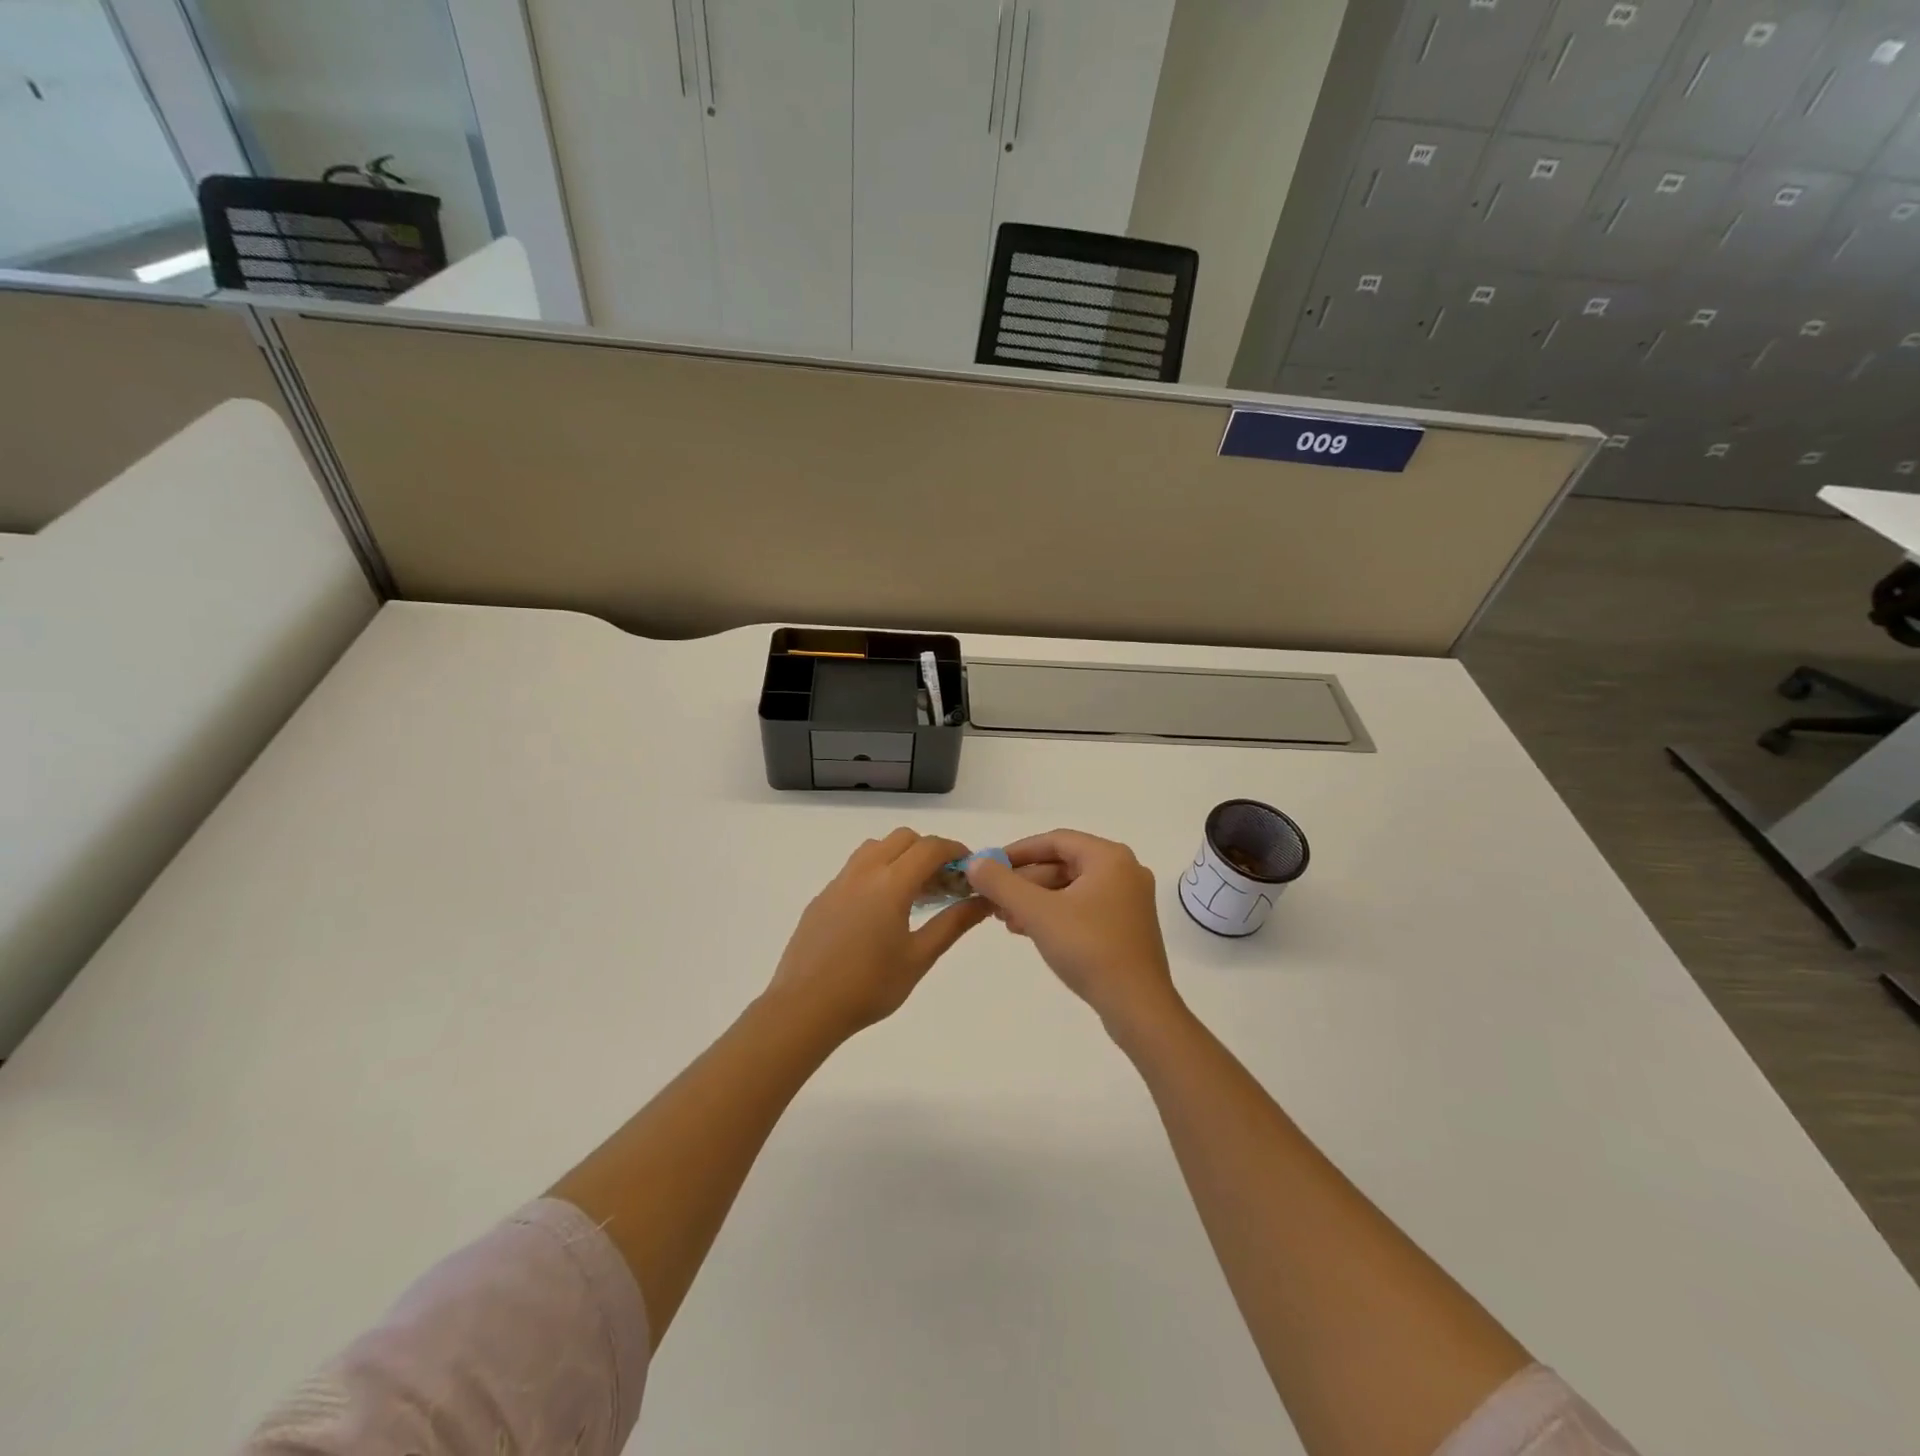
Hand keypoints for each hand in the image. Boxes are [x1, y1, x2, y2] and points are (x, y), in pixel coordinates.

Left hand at [766, 828, 989, 1040]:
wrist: (804, 1007)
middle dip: (929, 851)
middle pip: (903, 839)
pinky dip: (877, 871)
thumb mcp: (919, 957)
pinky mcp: (822, 897)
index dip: (955, 851)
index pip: (930, 848)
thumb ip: (954, 923)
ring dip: (900, 856)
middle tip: (945, 882)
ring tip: (913, 892)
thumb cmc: (869, 986)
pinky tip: (880, 910)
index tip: (970, 868)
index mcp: (890, 883)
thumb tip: (983, 901)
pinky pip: (856, 868)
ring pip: (875, 848)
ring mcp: (839, 882)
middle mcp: (864, 871)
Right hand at [965, 829, 1182, 1038]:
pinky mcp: (1126, 927)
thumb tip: (975, 862)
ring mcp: (1128, 901)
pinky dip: (1054, 914)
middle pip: (1063, 864)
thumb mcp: (1038, 912)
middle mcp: (1124, 871)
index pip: (1055, 841)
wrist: (1137, 1007)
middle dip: (1024, 881)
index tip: (989, 866)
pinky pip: (1083, 908)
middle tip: (992, 898)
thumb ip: (1002, 883)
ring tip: (1004, 919)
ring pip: (1071, 888)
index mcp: (1109, 858)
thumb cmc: (1089, 949)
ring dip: (1035, 900)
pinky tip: (1028, 930)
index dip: (1018, 851)